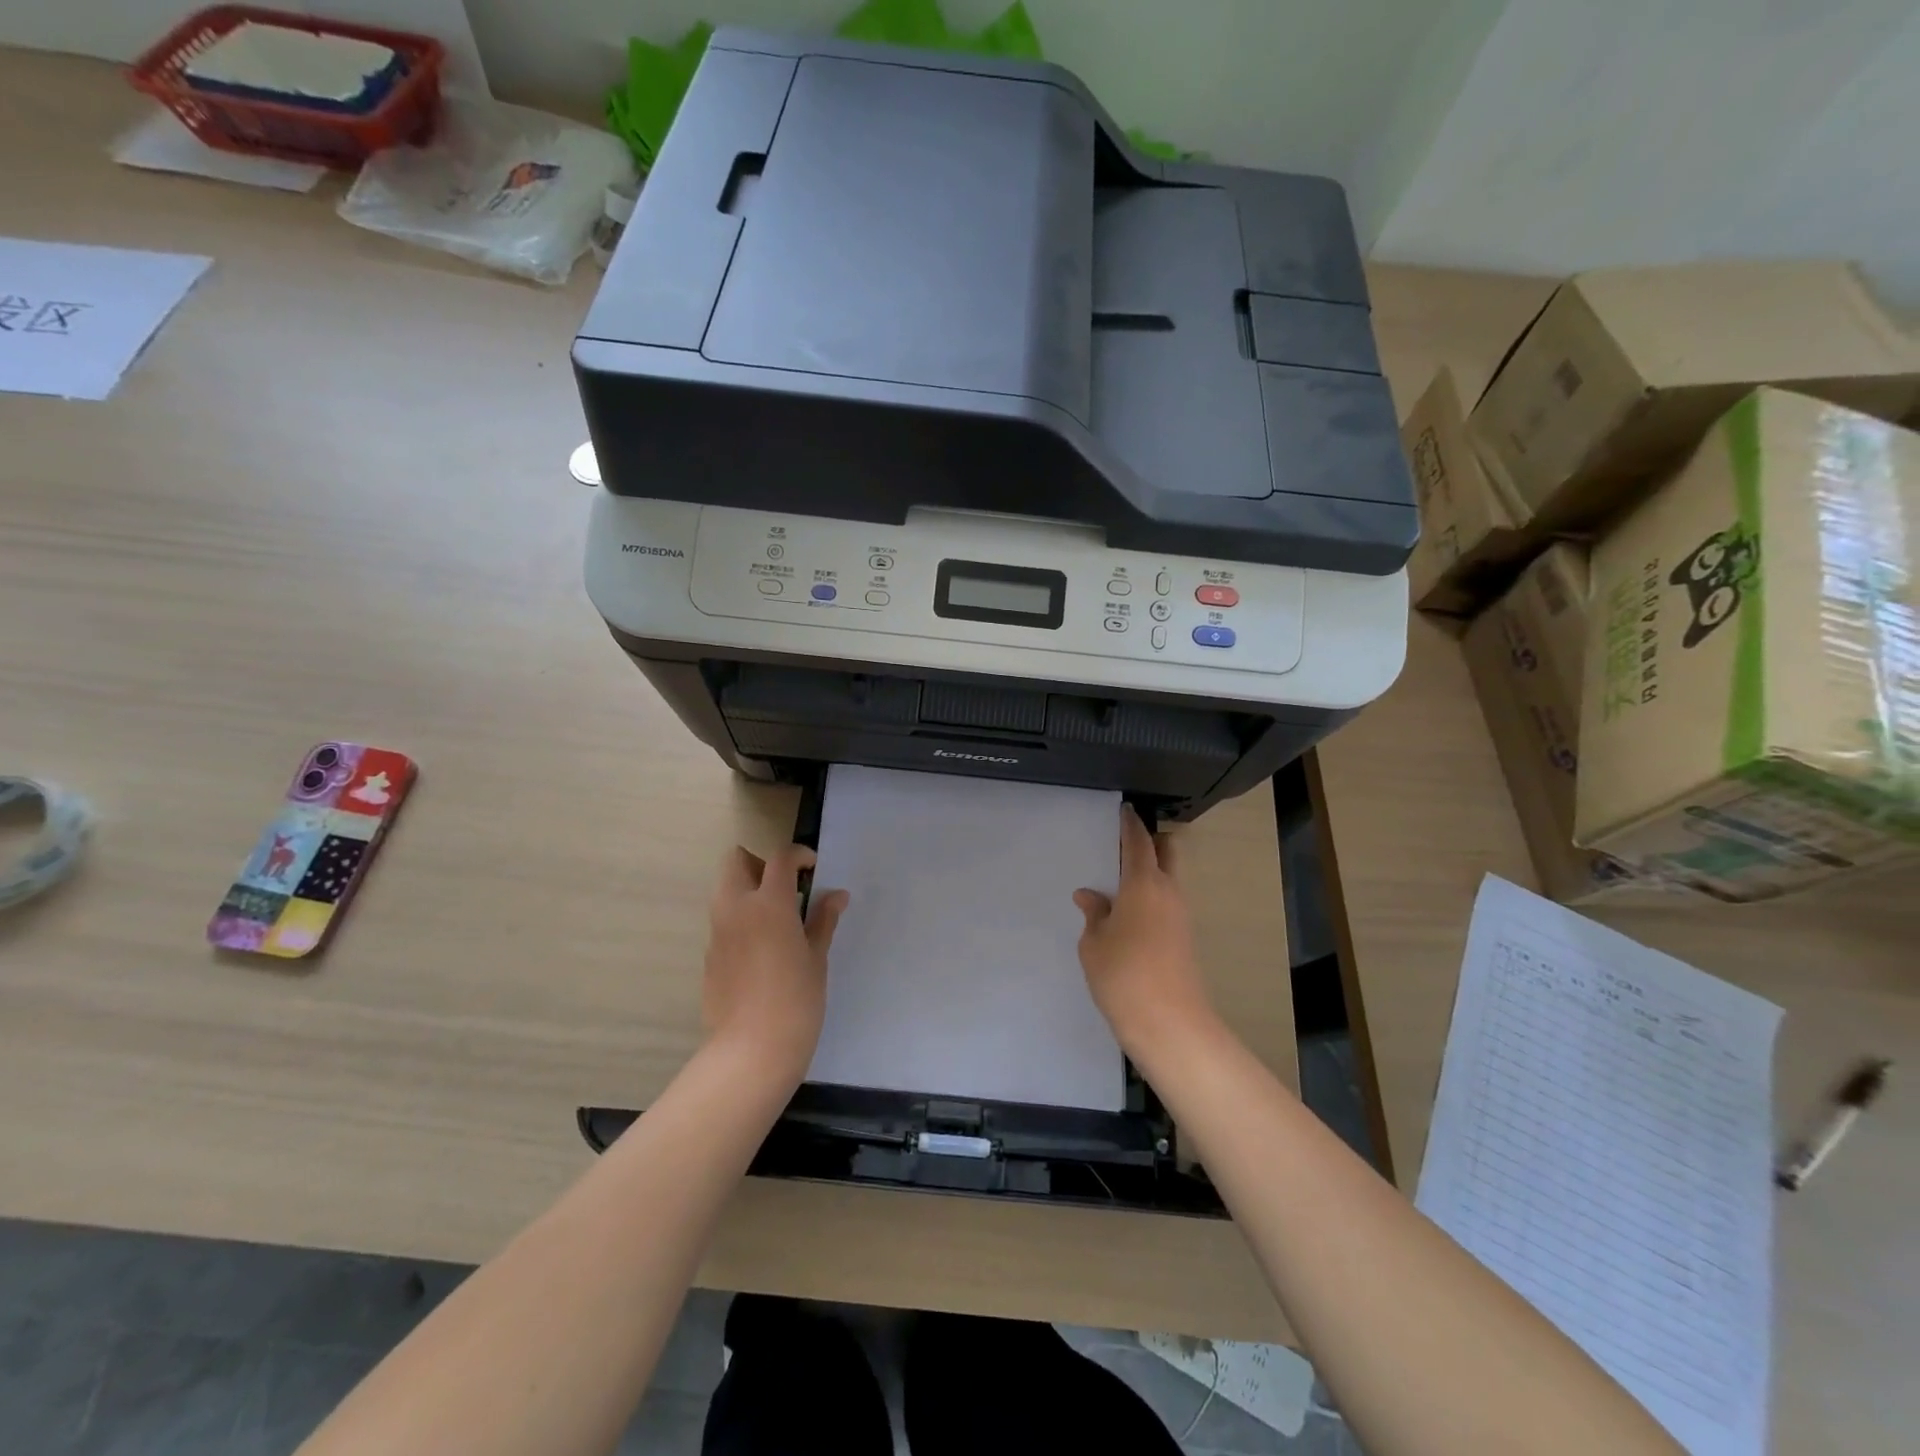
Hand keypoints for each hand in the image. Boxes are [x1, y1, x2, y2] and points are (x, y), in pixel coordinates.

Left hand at [702, 845, 848, 1083]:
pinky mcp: (709, 957)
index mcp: (768, 903)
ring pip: (726, 892)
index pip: (780, 858)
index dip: (799, 856)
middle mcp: (736, 909)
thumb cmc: (796, 1000)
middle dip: (760, 865)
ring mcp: (717, 933)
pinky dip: (741, 923)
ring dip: (748, 892)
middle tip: (786, 890)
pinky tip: (762, 954)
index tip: (813, 869)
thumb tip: (836, 895)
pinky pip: (723, 924)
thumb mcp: (817, 957)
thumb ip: (823, 920)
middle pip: (736, 862)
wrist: (752, 1051)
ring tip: (777, 922)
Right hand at [1073, 807, 1216, 1061]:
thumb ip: (1094, 914)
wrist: (1170, 1024)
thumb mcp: (1094, 943)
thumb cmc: (1124, 975)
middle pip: (1167, 853)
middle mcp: (1169, 892)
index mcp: (1144, 883)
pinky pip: (1167, 903)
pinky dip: (1151, 897)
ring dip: (1151, 872)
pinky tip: (1129, 914)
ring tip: (1119, 883)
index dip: (1131, 824)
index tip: (1125, 810)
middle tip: (1125, 844)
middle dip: (1151, 842)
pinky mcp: (1184, 939)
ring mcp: (1181, 916)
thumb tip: (1090, 897)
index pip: (1139, 842)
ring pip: (1169, 880)